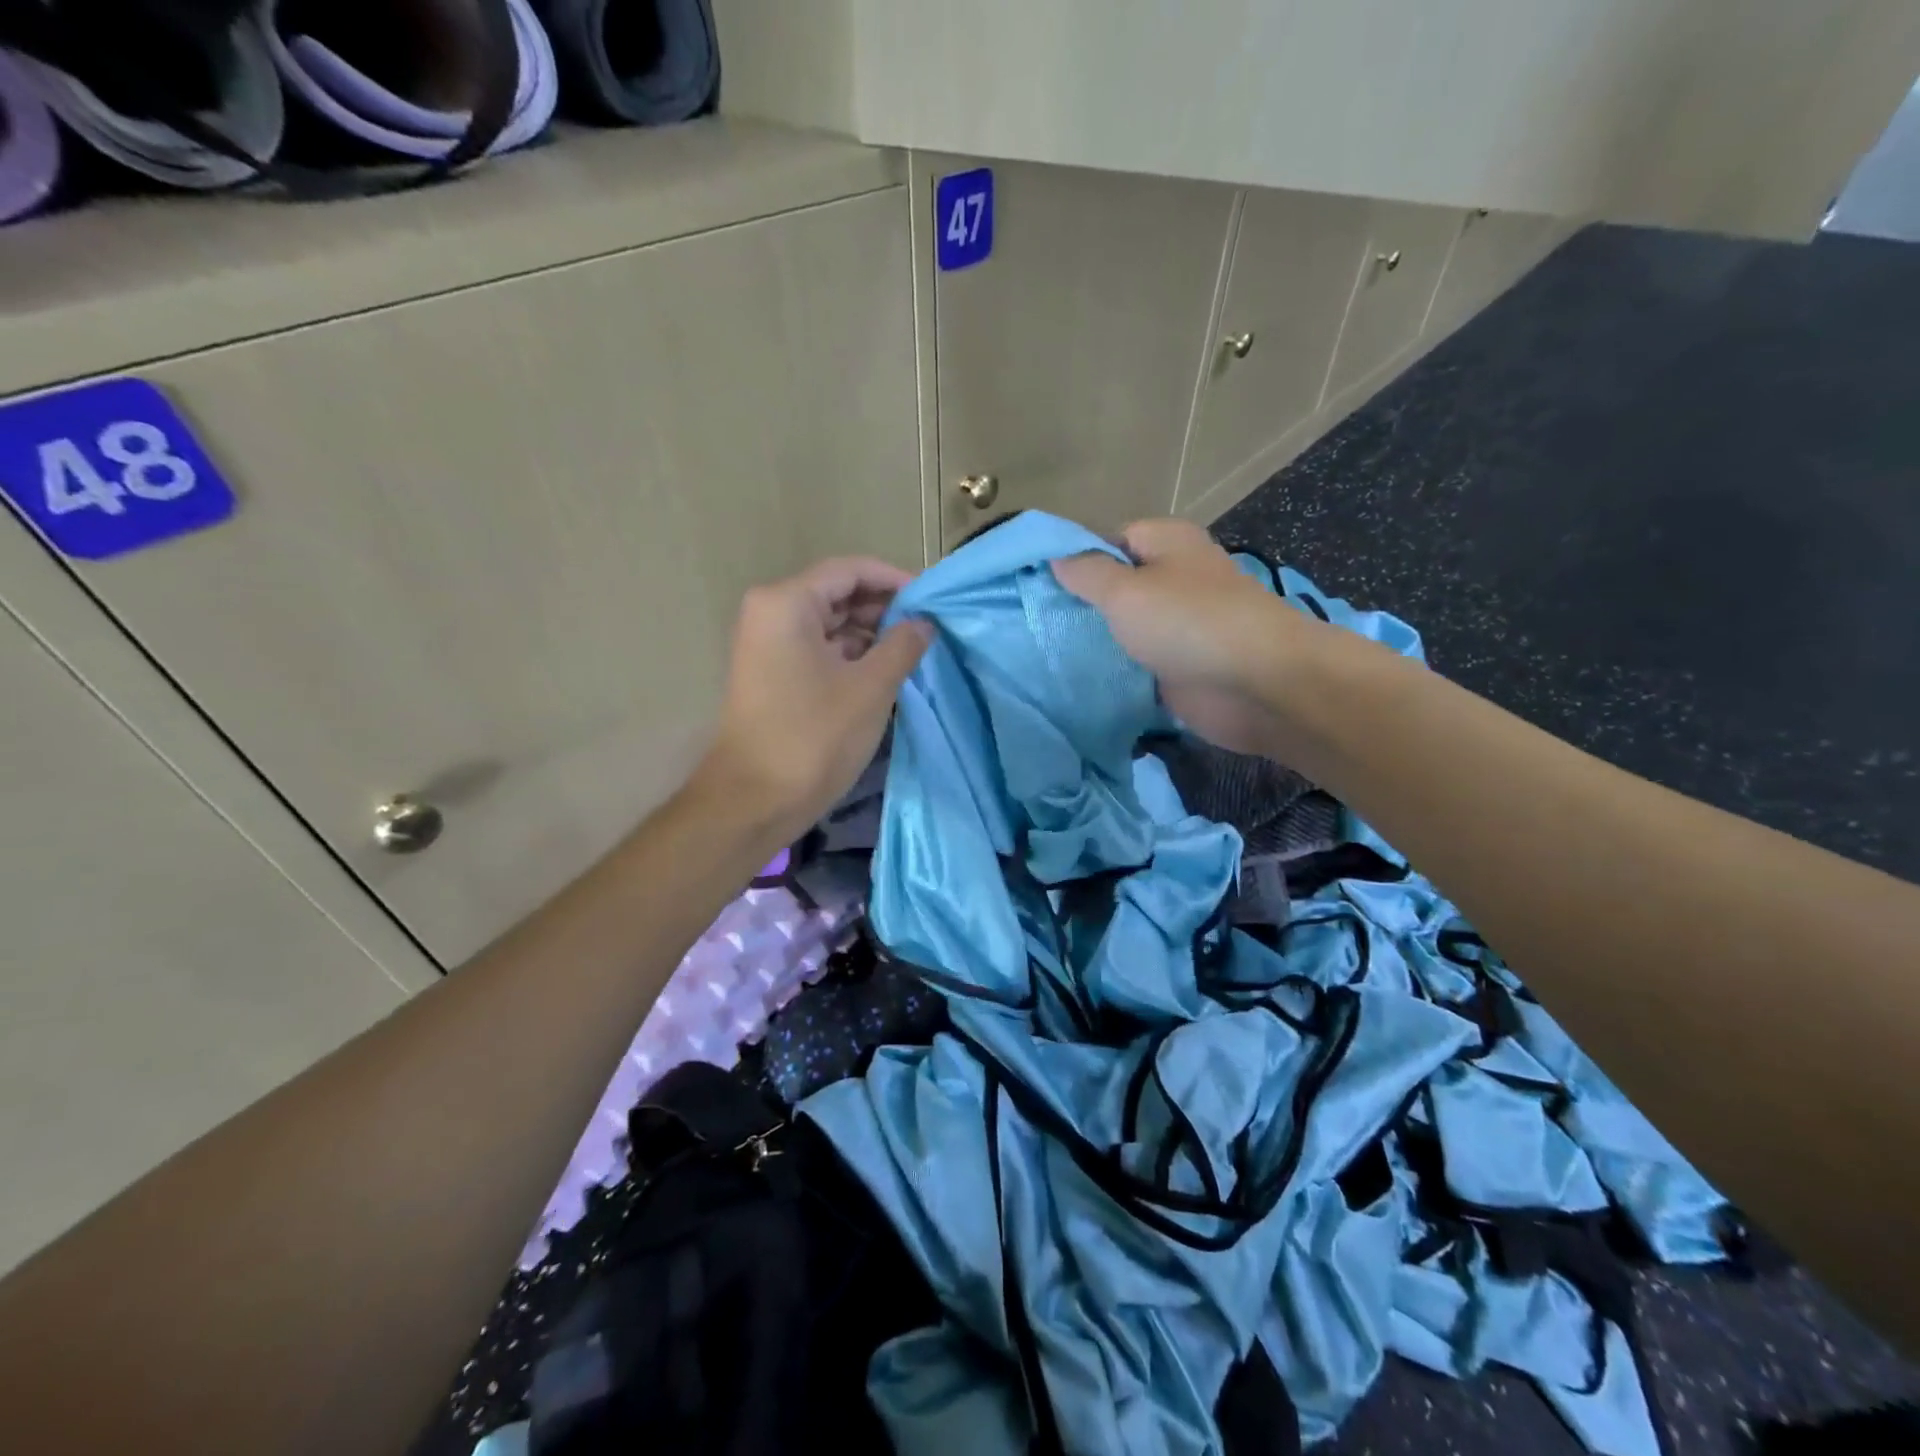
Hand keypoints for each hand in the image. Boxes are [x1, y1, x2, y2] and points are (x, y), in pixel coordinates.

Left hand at [699, 557, 931, 839]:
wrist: (753, 800)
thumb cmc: (814, 737)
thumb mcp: (870, 687)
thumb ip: (903, 644)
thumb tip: (924, 622)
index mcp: (787, 603)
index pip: (851, 571)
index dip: (895, 580)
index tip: (933, 600)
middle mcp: (771, 613)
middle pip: (838, 594)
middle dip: (885, 608)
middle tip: (930, 629)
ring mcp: (768, 644)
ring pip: (830, 623)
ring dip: (871, 634)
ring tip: (915, 651)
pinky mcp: (773, 673)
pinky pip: (819, 649)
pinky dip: (852, 655)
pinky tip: (886, 671)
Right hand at [1053, 519, 1320, 755]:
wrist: (1257, 685)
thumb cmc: (1188, 623)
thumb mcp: (1124, 591)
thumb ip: (1086, 573)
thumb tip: (1055, 556)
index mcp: (1166, 543)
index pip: (1108, 540)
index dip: (1074, 560)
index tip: (1037, 586)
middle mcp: (1174, 578)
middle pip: (1116, 586)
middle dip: (1080, 605)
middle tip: (1036, 623)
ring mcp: (1179, 625)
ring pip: (1125, 628)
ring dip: (1096, 642)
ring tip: (1046, 652)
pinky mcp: (1180, 666)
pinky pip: (1137, 663)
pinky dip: (1115, 671)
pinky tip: (1079, 680)